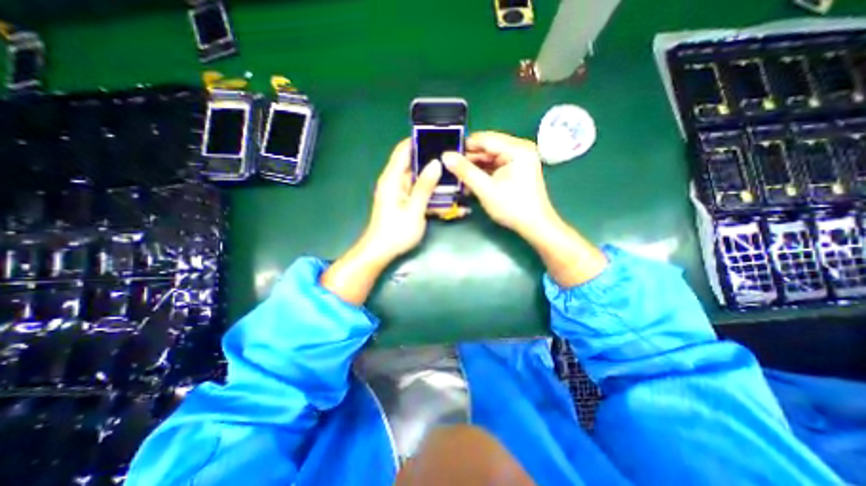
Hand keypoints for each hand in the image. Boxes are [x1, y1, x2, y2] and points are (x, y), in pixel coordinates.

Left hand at [361, 138, 440, 263]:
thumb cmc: (396, 231)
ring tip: (454, 176)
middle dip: (432, 160)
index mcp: (392, 179)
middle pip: (413, 164)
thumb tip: (436, 163)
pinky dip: (430, 193)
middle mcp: (395, 182)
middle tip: (452, 158)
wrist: (381, 252)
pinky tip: (446, 198)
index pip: (403, 151)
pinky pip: (419, 192)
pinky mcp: (404, 202)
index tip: (438, 136)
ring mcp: (399, 193)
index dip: (417, 140)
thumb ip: (425, 186)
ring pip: (418, 179)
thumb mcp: (414, 209)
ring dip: (434, 179)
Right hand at [440, 129, 553, 236]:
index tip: (447, 156)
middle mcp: (519, 149)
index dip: (464, 146)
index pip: (484, 139)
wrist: (535, 225)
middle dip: (469, 160)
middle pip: (486, 148)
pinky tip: (471, 183)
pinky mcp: (516, 169)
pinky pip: (494, 166)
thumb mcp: (485, 189)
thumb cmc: (513, 207)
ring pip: (489, 158)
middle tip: (451, 171)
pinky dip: (483, 173)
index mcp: (516, 149)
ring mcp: (518, 159)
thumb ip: (465, 171)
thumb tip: (445, 156)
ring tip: (459, 180)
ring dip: (474, 168)